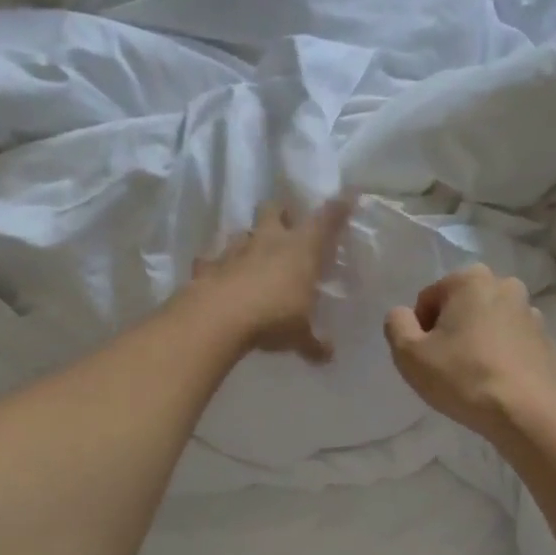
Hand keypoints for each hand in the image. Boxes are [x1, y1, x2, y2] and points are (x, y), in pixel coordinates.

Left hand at [190, 198, 353, 363]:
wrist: (218, 318)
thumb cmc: (272, 318)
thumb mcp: (300, 336)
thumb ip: (314, 343)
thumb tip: (328, 356)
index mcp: (301, 250)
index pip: (326, 221)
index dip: (338, 208)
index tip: (347, 197)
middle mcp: (269, 240)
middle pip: (274, 209)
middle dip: (281, 214)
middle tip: (286, 225)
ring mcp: (235, 249)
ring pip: (243, 232)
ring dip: (249, 240)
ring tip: (252, 255)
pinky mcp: (208, 265)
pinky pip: (212, 260)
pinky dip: (215, 266)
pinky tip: (216, 275)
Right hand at [384, 263, 555, 442]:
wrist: (528, 412)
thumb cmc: (463, 377)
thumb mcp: (409, 353)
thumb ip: (396, 324)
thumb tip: (404, 315)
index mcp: (471, 280)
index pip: (429, 299)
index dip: (420, 330)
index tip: (426, 358)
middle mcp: (506, 286)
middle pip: (462, 308)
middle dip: (451, 332)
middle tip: (447, 367)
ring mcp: (533, 314)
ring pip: (490, 325)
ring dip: (478, 342)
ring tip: (474, 378)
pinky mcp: (548, 342)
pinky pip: (513, 344)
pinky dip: (502, 357)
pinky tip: (497, 384)